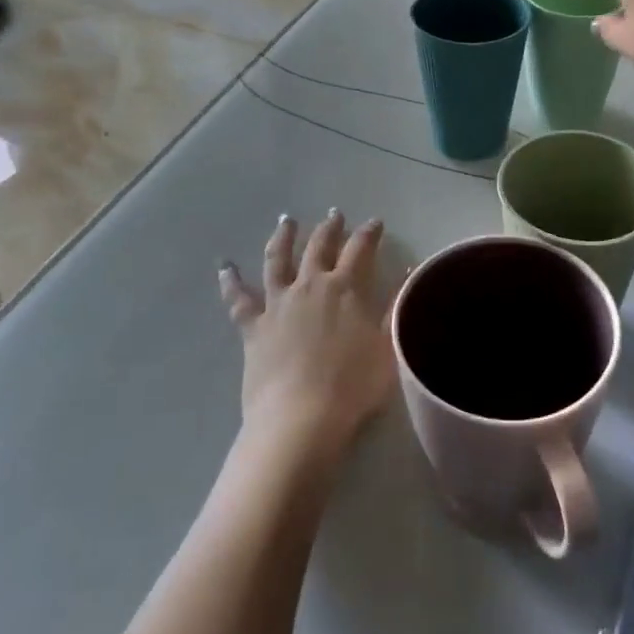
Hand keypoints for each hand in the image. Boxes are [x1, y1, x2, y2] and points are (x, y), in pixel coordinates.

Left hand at [219, 211, 396, 457]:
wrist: (301, 419)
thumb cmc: (353, 386)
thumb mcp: (388, 346)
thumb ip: (396, 306)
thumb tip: (410, 270)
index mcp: (346, 288)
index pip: (360, 249)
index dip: (369, 233)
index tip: (374, 222)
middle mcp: (310, 285)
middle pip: (319, 247)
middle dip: (328, 228)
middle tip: (333, 214)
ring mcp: (278, 304)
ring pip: (278, 260)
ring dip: (283, 238)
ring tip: (285, 221)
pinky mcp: (253, 327)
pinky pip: (238, 299)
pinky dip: (230, 280)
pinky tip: (224, 266)